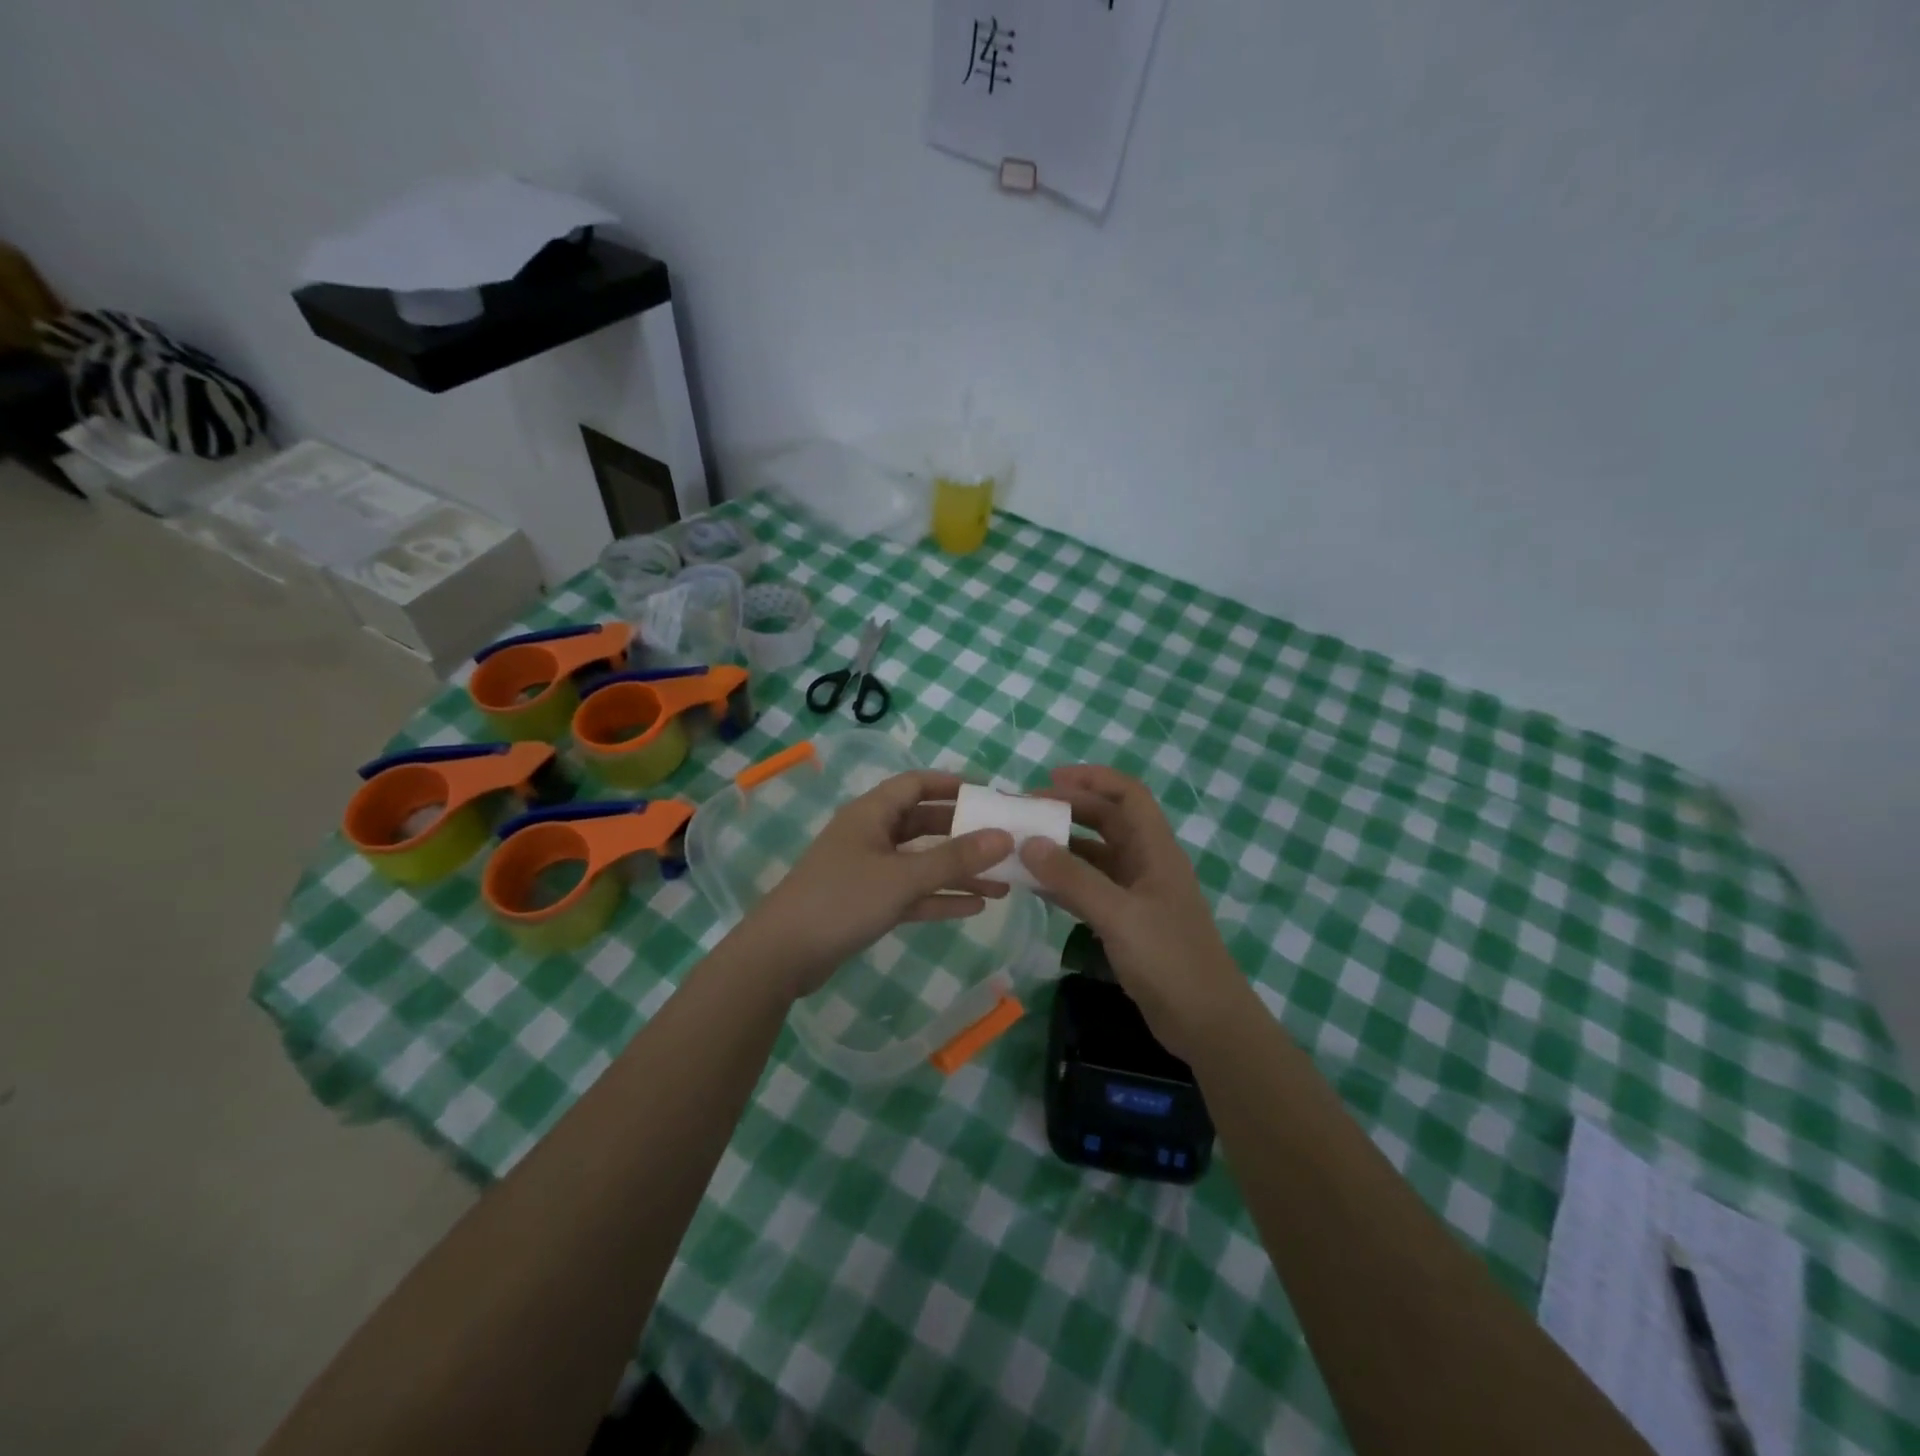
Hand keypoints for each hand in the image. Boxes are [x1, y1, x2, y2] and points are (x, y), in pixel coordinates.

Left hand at [740, 771, 1013, 998]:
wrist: (782, 955)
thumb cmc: (842, 900)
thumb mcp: (903, 877)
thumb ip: (955, 858)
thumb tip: (1004, 837)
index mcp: (872, 813)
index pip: (917, 784)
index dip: (953, 784)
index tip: (991, 794)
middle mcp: (871, 835)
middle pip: (924, 824)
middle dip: (964, 833)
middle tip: (1004, 841)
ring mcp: (868, 870)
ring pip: (922, 862)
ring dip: (958, 871)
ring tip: (1004, 883)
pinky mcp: (867, 902)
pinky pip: (912, 892)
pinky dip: (940, 897)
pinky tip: (975, 907)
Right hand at [1020, 765, 1247, 1057]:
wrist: (1206, 1023)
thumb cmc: (1170, 960)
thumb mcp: (1120, 915)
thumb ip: (1073, 879)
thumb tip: (1028, 843)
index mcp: (1156, 850)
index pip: (1128, 795)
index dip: (1093, 779)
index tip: (1050, 779)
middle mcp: (1146, 864)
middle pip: (1107, 821)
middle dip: (1068, 810)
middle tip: (1024, 812)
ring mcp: (1136, 894)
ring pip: (1094, 856)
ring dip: (1061, 847)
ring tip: (1020, 845)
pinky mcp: (1126, 922)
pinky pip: (1089, 889)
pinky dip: (1063, 882)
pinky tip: (1033, 885)